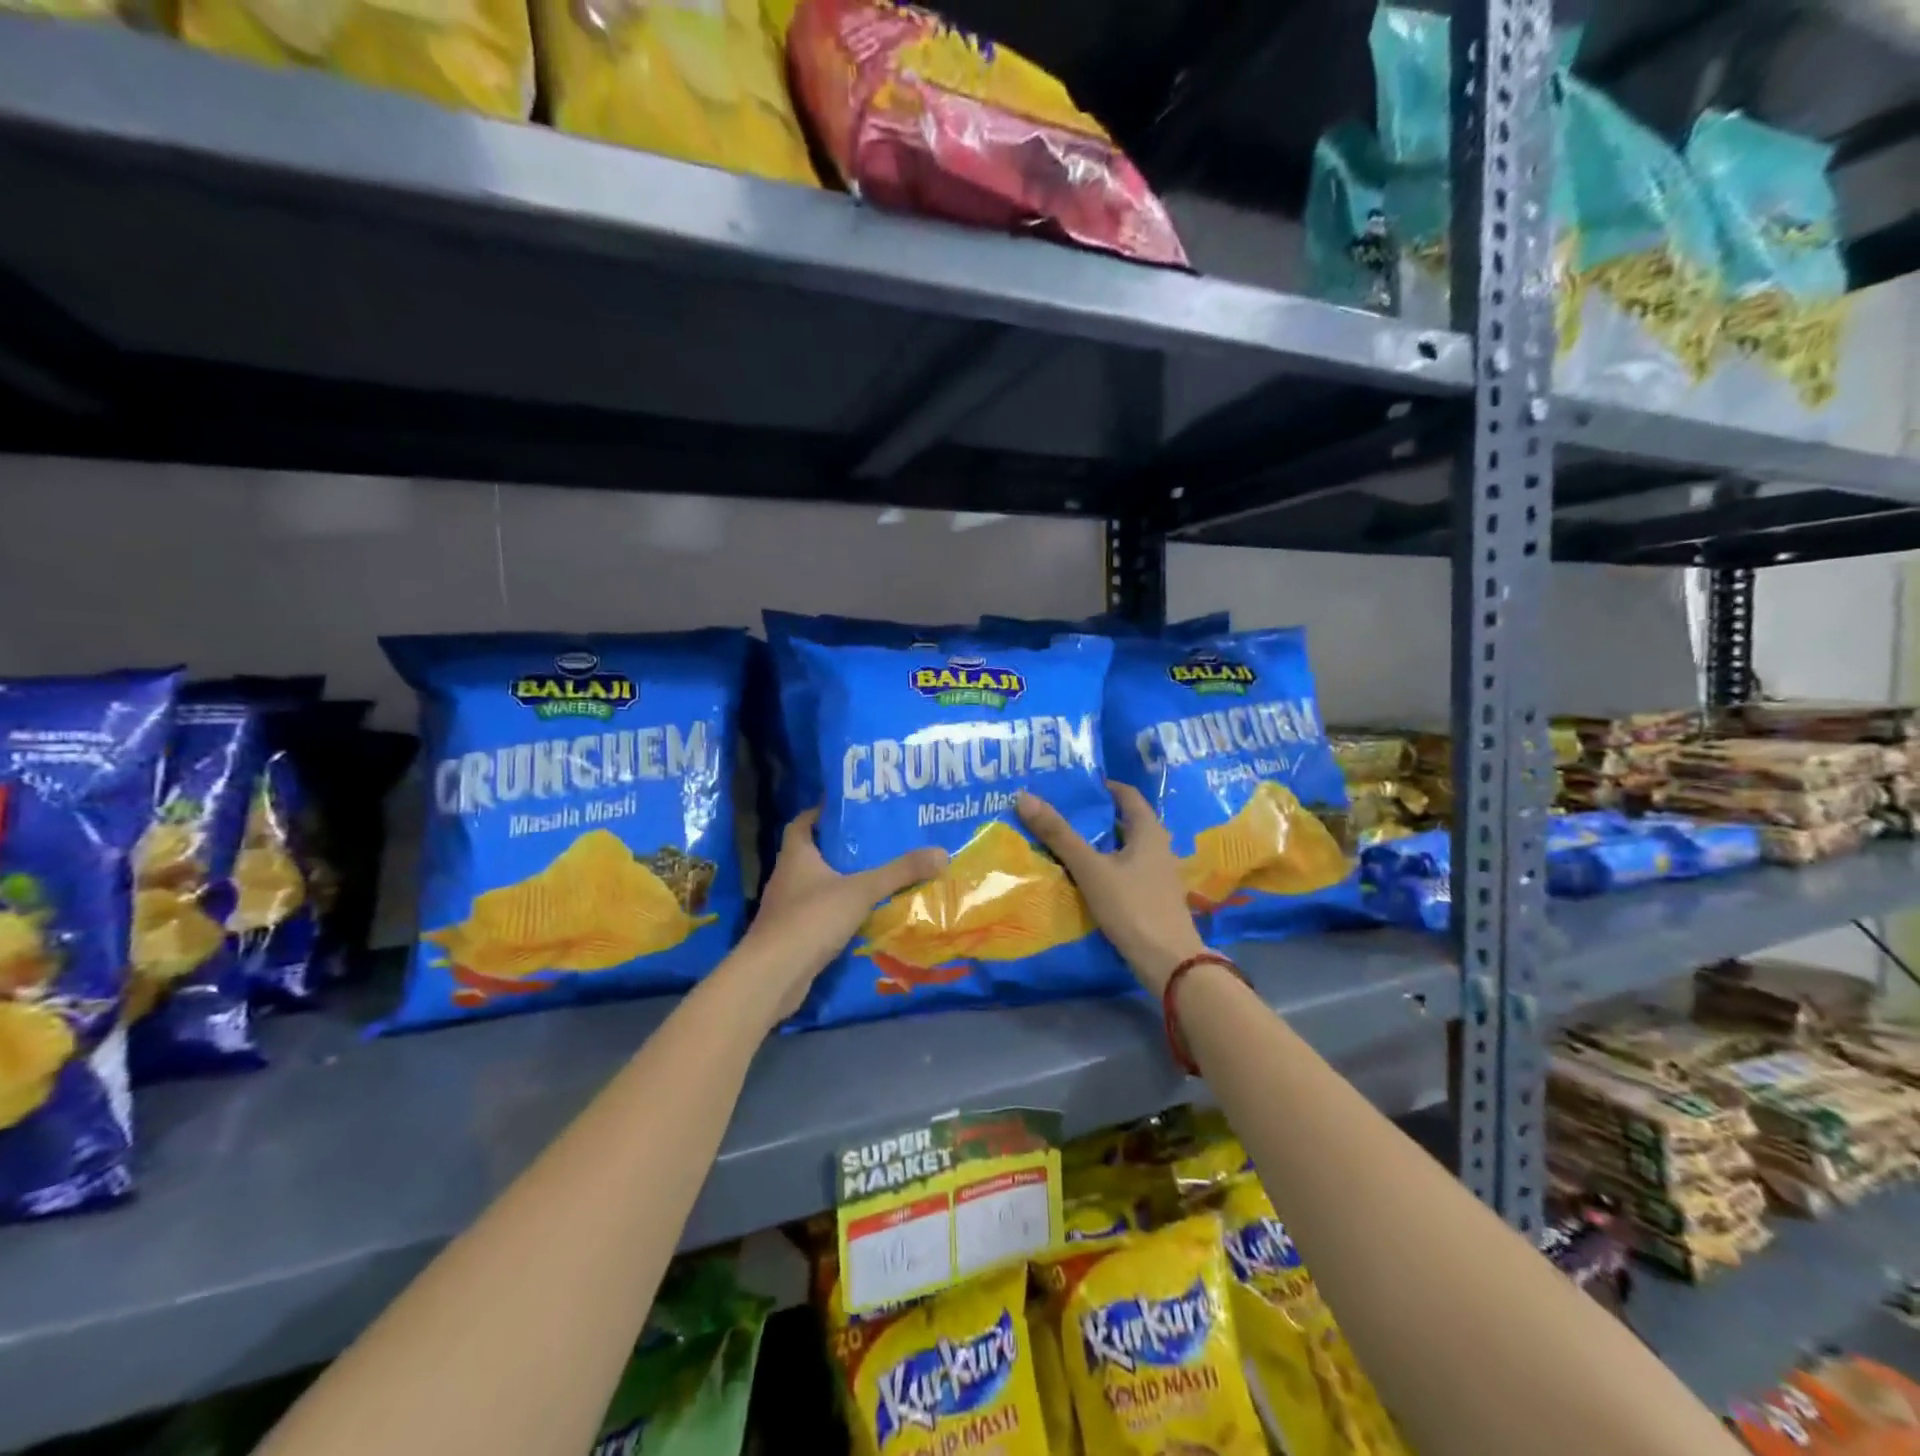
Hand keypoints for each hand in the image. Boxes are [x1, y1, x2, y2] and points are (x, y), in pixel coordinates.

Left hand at [740, 808, 948, 1019]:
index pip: (802, 823)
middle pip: (811, 853)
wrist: (774, 975)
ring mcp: (786, 908)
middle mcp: (786, 877)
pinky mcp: (792, 936)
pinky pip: (817, 914)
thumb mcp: (861, 890)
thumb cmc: (812, 919)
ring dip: (839, 882)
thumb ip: (900, 872)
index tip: (847, 811)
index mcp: (796, 855)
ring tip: (874, 877)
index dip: (820, 813)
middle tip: (874, 843)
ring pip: (815, 885)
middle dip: (839, 848)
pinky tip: (861, 916)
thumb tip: (941, 853)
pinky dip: (836, 912)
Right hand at [1016, 783, 1205, 997]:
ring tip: (1062, 842)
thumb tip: (1024, 796)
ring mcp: (1157, 874)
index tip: (1071, 787)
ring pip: (1122, 848)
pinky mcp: (1151, 897)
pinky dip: (1103, 867)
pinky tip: (1081, 876)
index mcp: (1149, 831)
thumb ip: (1059, 834)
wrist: (1168, 963)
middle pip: (1123, 821)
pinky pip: (1124, 871)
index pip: (1126, 795)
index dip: (1100, 787)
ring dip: (1097, 843)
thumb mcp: (1090, 868)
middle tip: (1058, 813)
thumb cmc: (1132, 906)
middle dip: (1093, 816)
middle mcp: (1158, 846)